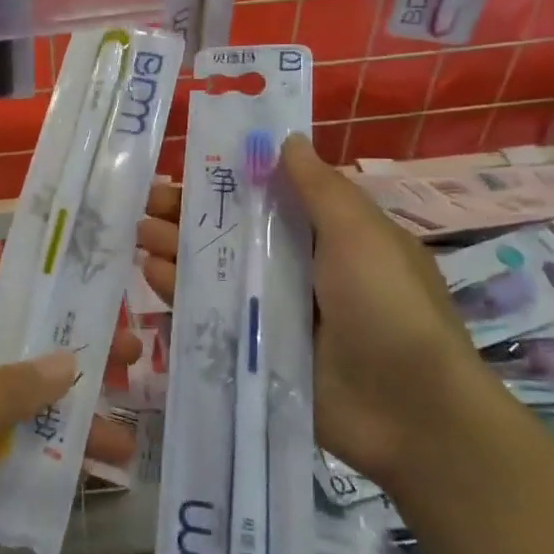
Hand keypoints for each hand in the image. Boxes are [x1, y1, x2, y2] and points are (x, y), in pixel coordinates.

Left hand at [0, 264, 140, 553]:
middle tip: (132, 358)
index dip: (38, 279)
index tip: (91, 279)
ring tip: (125, 437)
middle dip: (72, 356)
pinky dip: (47, 465)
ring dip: (68, 421)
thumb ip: (8, 390)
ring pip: (23, 410)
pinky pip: (12, 457)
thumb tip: (70, 359)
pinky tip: (91, 482)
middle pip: (22, 351)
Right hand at [137, 140, 499, 490]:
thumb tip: (287, 139)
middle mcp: (299, 268)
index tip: (186, 165)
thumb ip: (319, 188)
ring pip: (218, 270)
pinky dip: (183, 292)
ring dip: (179, 248)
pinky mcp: (257, 349)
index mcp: (328, 235)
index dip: (227, 178)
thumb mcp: (360, 235)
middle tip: (146, 201)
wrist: (412, 415)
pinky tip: (154, 274)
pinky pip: (213, 314)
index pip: (268, 196)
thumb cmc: (389, 307)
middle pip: (234, 231)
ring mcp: (276, 311)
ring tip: (141, 232)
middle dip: (190, 213)